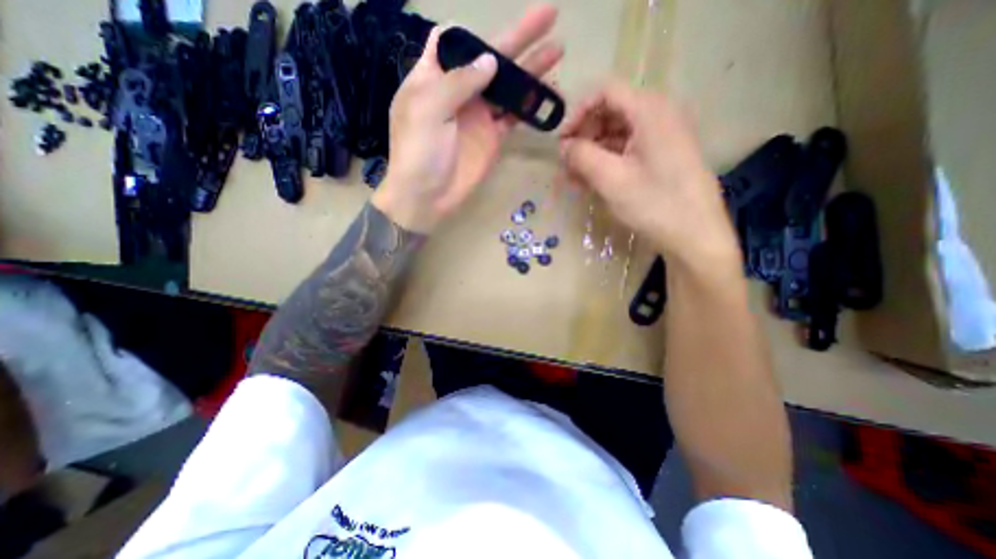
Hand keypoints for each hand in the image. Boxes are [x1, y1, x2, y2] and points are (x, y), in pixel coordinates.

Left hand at [369, 5, 563, 231]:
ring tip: (556, 51)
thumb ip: (458, 82)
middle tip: (549, 17)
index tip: (488, 30)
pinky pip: (513, 116)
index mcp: (434, 77)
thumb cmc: (418, 152)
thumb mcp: (428, 110)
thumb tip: (490, 61)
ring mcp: (479, 115)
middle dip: (518, 38)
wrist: (428, 197)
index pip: (452, 42)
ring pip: (507, 86)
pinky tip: (546, 94)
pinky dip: (529, 106)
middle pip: (490, 58)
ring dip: (530, 70)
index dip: (470, 34)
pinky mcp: (492, 137)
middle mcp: (459, 92)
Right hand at [560, 82, 738, 272]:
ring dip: (592, 154)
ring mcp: (661, 137)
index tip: (562, 142)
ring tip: (574, 180)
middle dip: (583, 138)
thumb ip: (582, 156)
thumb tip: (563, 147)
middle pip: (610, 113)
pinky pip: (627, 151)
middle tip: (566, 166)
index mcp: (650, 110)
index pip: (604, 93)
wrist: (695, 235)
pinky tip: (591, 183)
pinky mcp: (661, 157)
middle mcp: (658, 115)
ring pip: (616, 135)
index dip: (577, 113)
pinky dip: (606, 163)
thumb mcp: (611, 179)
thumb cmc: (654, 203)